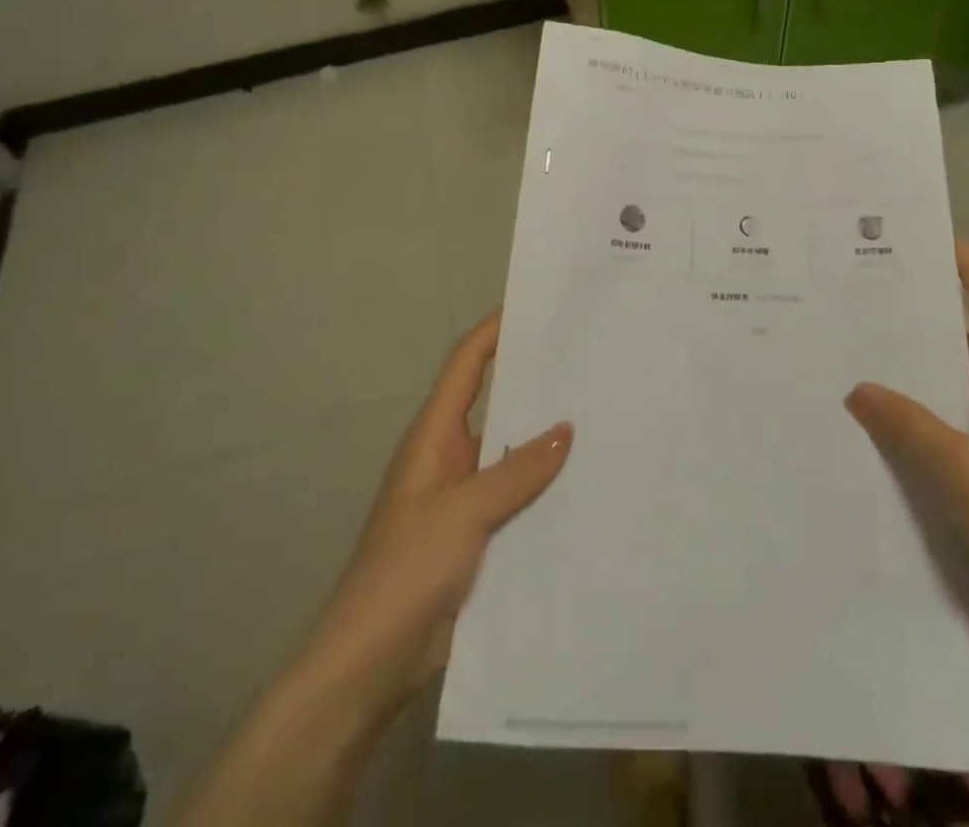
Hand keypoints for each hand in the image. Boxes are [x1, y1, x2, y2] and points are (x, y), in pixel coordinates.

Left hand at [296, 310, 571, 731]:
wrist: (368, 664)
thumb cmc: (406, 570)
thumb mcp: (464, 512)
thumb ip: (517, 470)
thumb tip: (566, 428)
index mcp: (435, 436)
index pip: (467, 364)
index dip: (495, 329)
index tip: (535, 304)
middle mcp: (450, 456)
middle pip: (496, 402)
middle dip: (535, 379)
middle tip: (587, 358)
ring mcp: (464, 497)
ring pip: (511, 451)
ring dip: (546, 436)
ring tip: (601, 412)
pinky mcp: (477, 535)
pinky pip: (518, 495)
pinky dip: (545, 484)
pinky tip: (586, 482)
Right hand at [844, 240, 968, 652]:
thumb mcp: (959, 471)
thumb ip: (907, 424)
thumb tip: (860, 386)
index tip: (943, 240)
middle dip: (937, 320)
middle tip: (882, 299)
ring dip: (931, 373)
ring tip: (876, 355)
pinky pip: (968, 424)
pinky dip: (935, 416)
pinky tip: (896, 425)